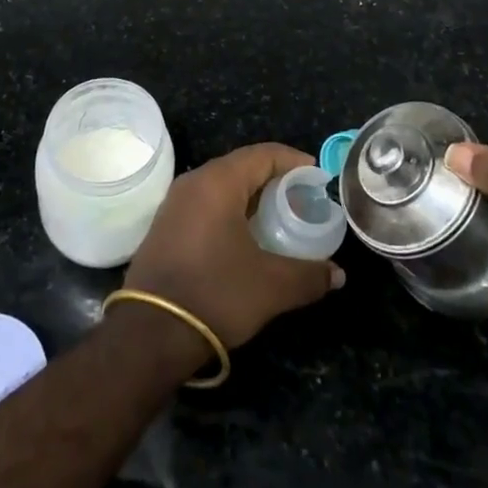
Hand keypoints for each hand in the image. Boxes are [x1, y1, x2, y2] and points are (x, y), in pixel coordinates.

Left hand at [123, 143, 343, 350]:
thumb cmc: (215, 294)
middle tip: (303, 200)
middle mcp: (194, 182)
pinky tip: (246, 237)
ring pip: (222, 186)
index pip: (263, 154)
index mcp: (218, 182)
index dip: (294, 161)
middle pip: (242, 167)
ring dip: (252, 197)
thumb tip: (338, 274)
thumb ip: (309, 275)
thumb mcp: (271, 286)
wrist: (150, 333)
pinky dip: (231, 211)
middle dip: (275, 180)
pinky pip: (206, 204)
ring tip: (279, 218)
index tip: (318, 178)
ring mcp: (175, 203)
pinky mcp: (165, 226)